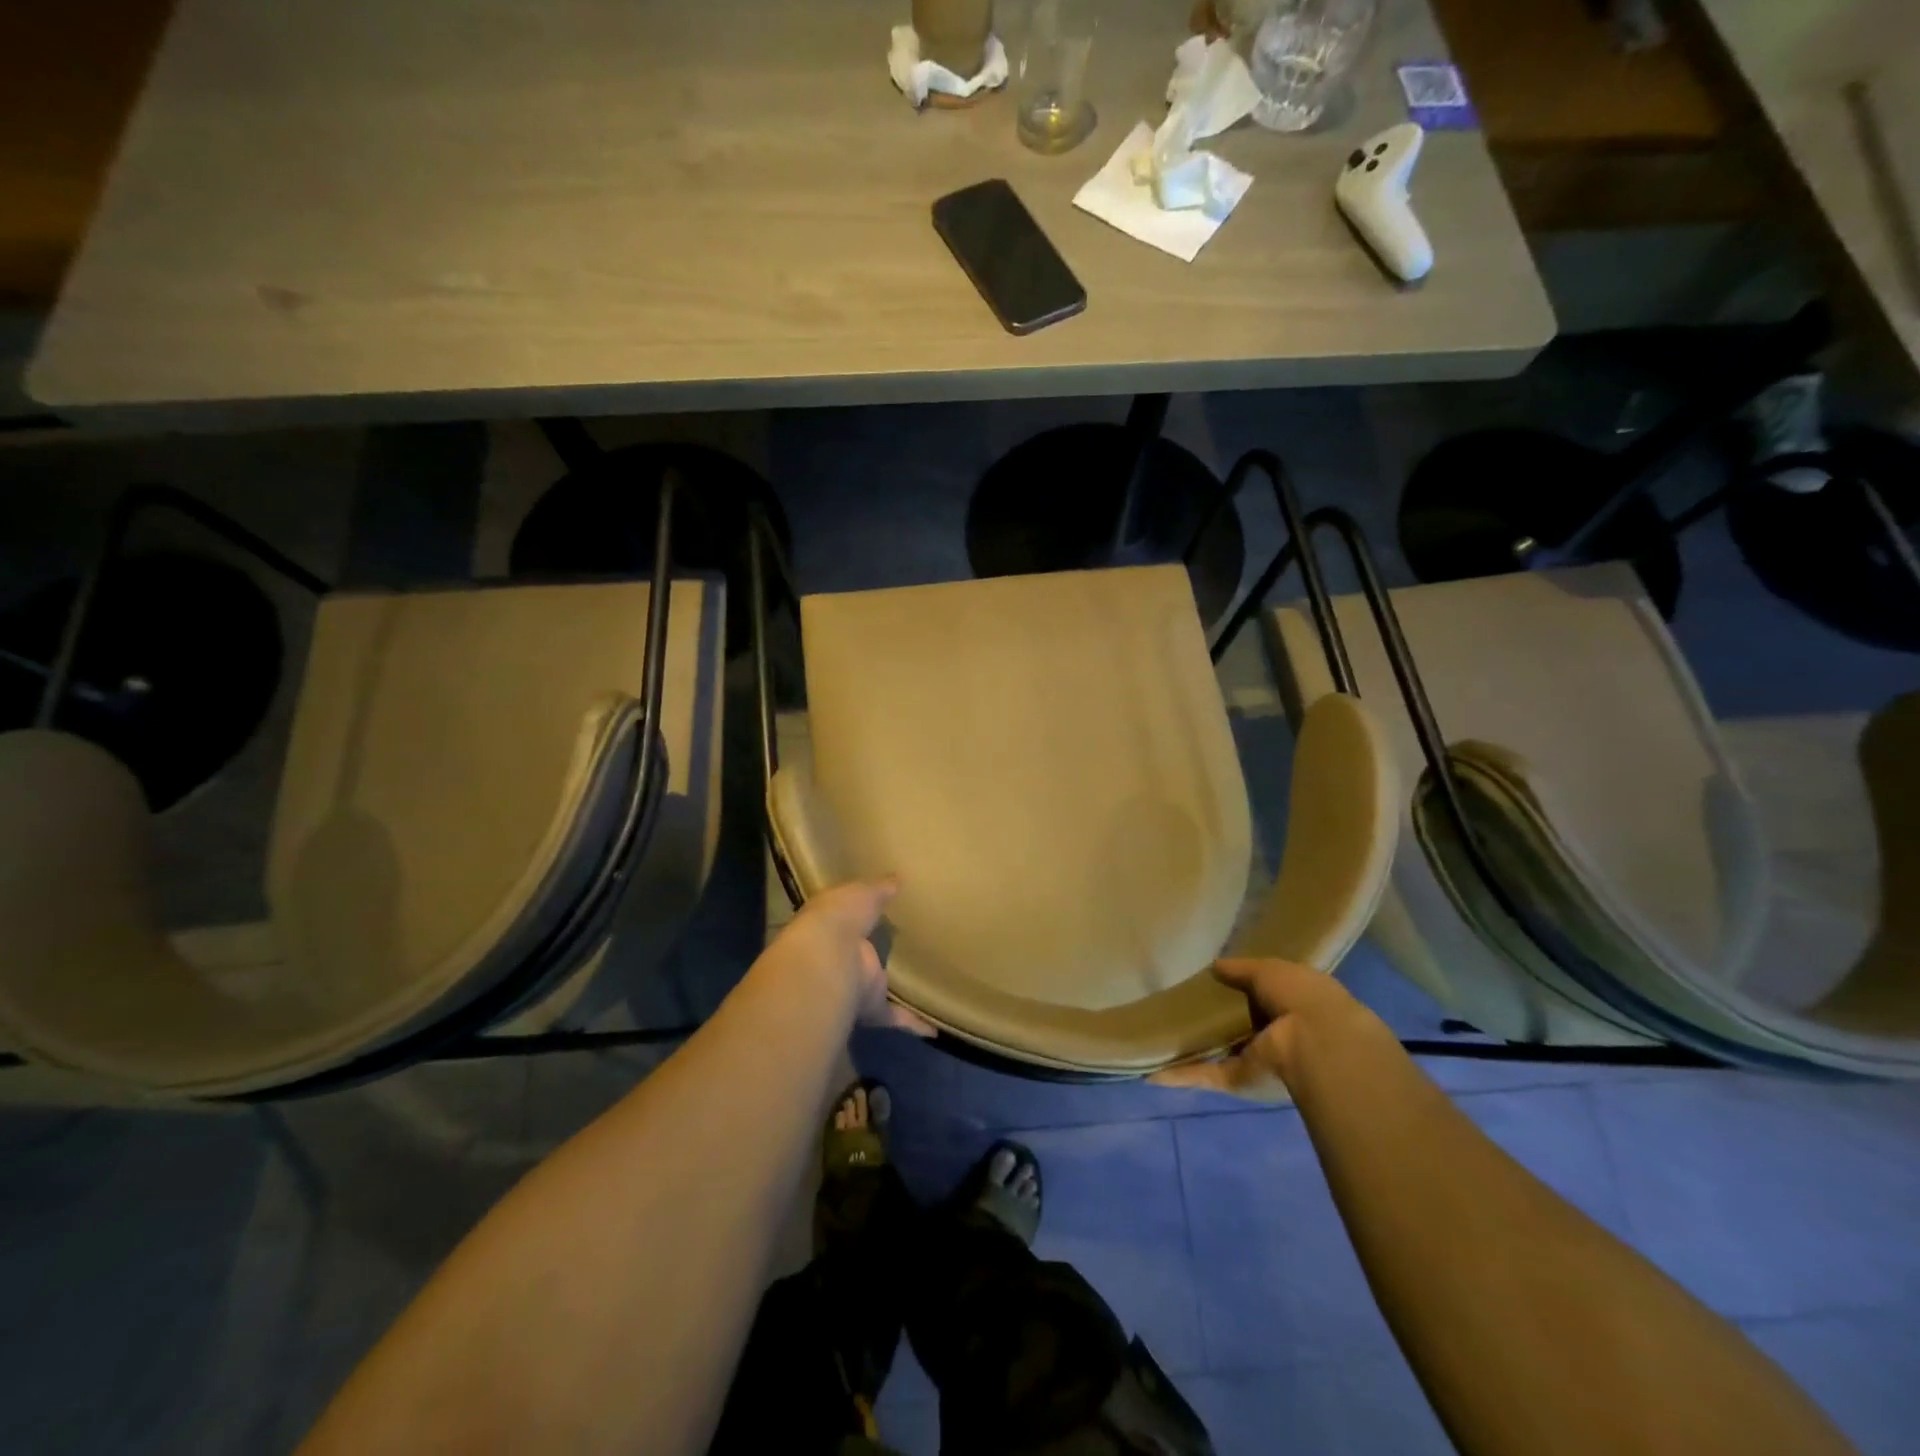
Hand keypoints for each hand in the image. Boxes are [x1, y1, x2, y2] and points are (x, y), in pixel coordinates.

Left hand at [761, 878, 933, 1034]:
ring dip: (895, 991)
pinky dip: (913, 1023)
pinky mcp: (871, 1007)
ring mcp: (856, 985)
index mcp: (834, 925)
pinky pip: (895, 1016)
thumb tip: (898, 878)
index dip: (860, 916)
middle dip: (876, 955)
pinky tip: (935, 1027)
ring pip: (878, 988)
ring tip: (924, 986)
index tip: (880, 914)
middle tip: (907, 948)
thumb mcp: (862, 892)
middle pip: (863, 956)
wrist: (829, 961)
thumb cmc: (840, 917)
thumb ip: (880, 888)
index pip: (848, 920)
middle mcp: (842, 958)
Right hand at [1151, 957, 1385, 1100]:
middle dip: (1216, 1020)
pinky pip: (1207, 1076)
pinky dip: (1181, 1077)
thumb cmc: (1300, 997)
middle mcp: (1277, 1035)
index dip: (1242, 988)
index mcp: (1293, 1004)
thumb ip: (1240, 969)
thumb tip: (1215, 966)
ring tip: (1161, 1038)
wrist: (1318, 1045)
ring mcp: (1258, 1060)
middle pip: (1241, 1027)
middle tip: (1181, 1005)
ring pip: (1221, 1053)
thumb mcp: (1269, 970)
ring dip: (1196, 1050)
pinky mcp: (1240, 1081)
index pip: (1264, 996)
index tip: (1213, 981)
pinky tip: (1153, 1074)